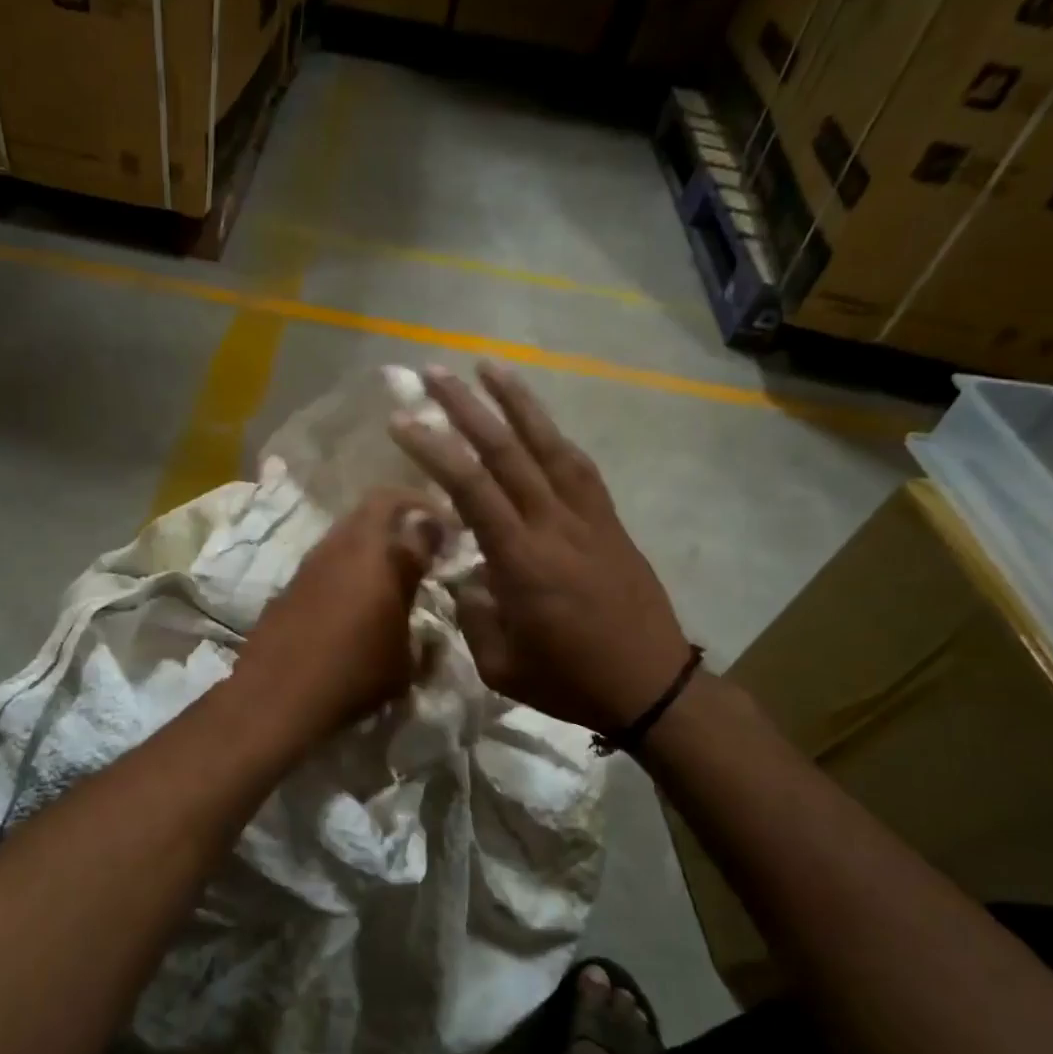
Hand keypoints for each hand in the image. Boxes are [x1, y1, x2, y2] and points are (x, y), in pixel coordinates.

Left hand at [234, 488, 445, 744]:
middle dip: (402, 515)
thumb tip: (427, 609)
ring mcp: (311, 562)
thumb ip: (418, 618)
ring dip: (372, 542)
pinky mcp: (290, 583)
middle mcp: (343, 546)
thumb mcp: (404, 657)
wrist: (276, 696)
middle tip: (421, 541)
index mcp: (378, 554)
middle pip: (375, 507)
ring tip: (390, 574)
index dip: (436, 517)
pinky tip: (354, 601)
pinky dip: (347, 567)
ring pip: (347, 532)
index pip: (413, 513)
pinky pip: (327, 560)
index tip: (450, 534)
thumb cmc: (354, 674)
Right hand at [389, 364, 693, 735]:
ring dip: (519, 402)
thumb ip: (475, 613)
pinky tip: (540, 422)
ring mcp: (588, 518)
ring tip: (491, 367)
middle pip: (507, 452)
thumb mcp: (500, 666)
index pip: (471, 489)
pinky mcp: (610, 522)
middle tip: (435, 373)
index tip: (402, 422)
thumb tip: (469, 575)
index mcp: (522, 561)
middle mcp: (554, 525)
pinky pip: (580, 468)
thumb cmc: (570, 681)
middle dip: (467, 408)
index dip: (434, 450)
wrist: (651, 686)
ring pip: (550, 446)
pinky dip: (555, 437)